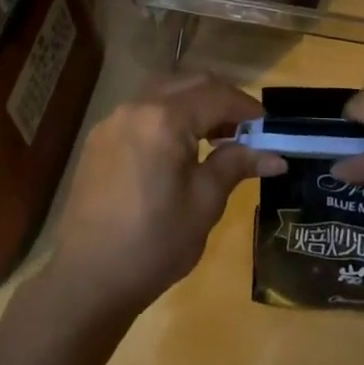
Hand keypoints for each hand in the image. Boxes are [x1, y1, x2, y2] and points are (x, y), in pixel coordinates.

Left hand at [43, 72, 283, 322]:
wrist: (87, 280)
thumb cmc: (154, 243)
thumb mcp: (204, 203)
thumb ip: (236, 166)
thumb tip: (276, 156)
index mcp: (164, 119)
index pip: (216, 96)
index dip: (246, 108)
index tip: (269, 126)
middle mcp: (136, 107)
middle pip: (189, 84)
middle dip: (221, 100)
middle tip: (246, 129)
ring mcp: (113, 120)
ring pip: (163, 91)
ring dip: (194, 103)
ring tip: (215, 136)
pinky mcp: (100, 139)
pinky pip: (142, 111)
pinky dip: (167, 115)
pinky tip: (178, 148)